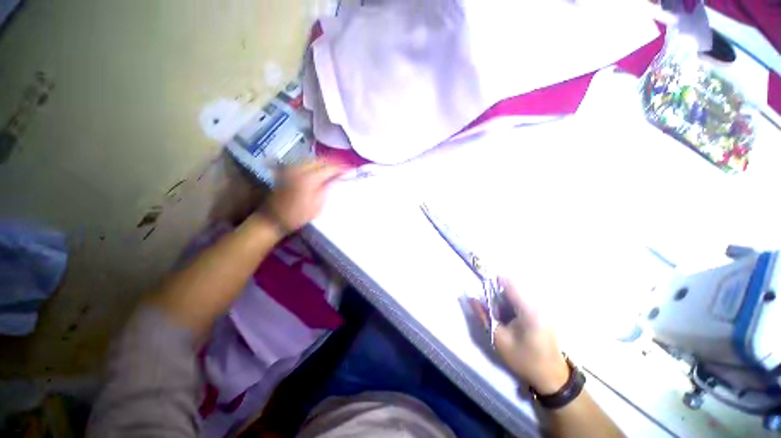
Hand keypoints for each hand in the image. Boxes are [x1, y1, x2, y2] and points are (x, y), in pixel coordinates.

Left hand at [261, 159, 344, 233]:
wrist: (273, 218)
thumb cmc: (297, 216)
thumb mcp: (317, 206)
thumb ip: (327, 189)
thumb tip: (335, 178)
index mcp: (309, 178)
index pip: (329, 168)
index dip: (341, 168)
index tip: (350, 169)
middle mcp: (299, 169)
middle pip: (320, 159)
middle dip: (333, 162)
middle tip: (343, 167)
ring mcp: (291, 168)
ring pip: (312, 159)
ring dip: (324, 162)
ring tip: (334, 168)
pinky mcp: (287, 171)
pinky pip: (304, 162)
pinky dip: (315, 164)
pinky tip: (320, 169)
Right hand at [493, 278, 569, 393]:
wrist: (552, 377)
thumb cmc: (524, 359)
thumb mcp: (499, 339)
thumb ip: (484, 316)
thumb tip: (471, 298)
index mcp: (528, 309)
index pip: (509, 282)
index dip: (493, 281)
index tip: (483, 288)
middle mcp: (537, 304)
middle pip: (512, 287)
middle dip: (497, 294)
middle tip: (492, 310)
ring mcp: (542, 308)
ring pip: (517, 293)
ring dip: (505, 300)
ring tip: (502, 318)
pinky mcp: (543, 313)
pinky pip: (523, 301)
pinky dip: (513, 306)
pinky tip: (511, 320)